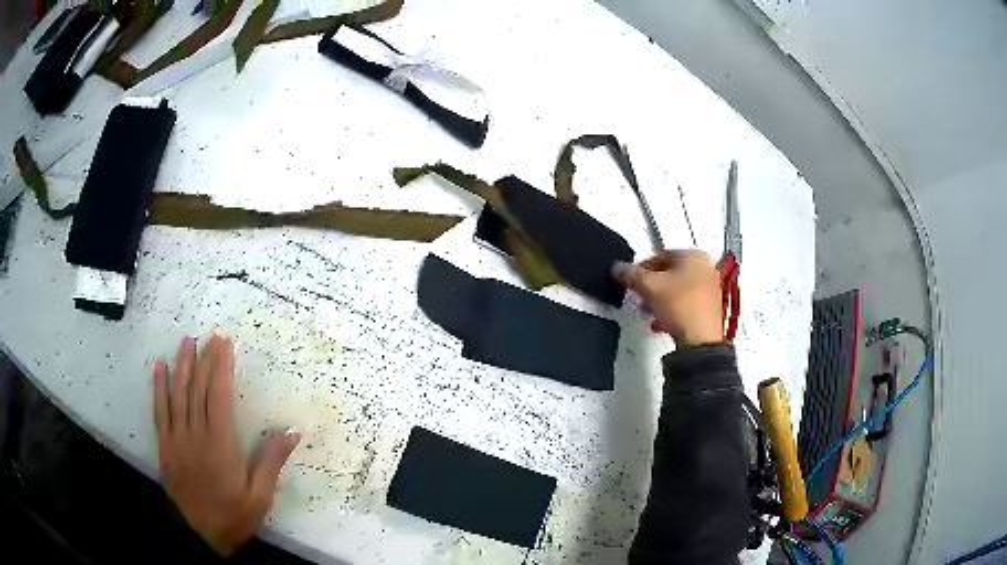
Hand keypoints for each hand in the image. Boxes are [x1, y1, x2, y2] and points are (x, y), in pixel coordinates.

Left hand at [153, 334, 299, 555]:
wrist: (197, 535)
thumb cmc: (232, 516)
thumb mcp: (259, 497)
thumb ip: (271, 462)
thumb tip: (291, 432)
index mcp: (221, 443)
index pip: (220, 396)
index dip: (222, 367)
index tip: (225, 343)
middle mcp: (196, 433)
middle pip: (199, 389)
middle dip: (205, 359)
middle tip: (210, 335)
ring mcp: (177, 437)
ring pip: (178, 394)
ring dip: (182, 365)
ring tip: (186, 341)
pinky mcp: (165, 445)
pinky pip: (159, 410)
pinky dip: (158, 387)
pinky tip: (159, 368)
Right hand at [613, 249, 722, 347]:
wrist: (699, 340)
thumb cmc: (684, 309)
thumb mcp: (647, 286)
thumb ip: (629, 274)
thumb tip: (620, 269)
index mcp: (695, 255)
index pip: (661, 254)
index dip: (641, 266)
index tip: (631, 274)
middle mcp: (706, 269)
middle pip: (670, 272)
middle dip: (651, 284)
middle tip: (639, 291)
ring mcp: (709, 290)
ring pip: (677, 289)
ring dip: (659, 298)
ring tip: (647, 308)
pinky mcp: (708, 310)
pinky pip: (684, 304)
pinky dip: (670, 309)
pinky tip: (660, 321)